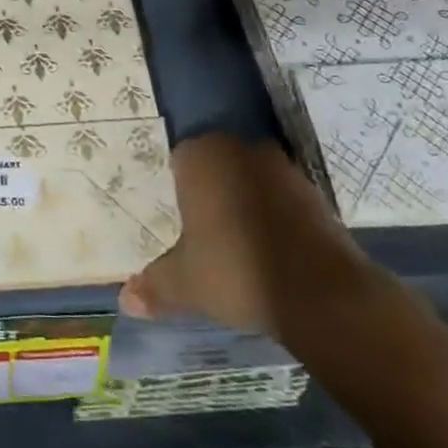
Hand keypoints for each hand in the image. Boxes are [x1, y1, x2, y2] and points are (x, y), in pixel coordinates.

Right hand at [119, 132, 367, 337]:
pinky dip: (275, 215)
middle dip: (211, 190)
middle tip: (201, 228)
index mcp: (200, 155)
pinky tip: (270, 248)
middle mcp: (239, 148)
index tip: (176, 215)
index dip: (177, 187)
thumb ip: (154, 286)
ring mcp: (281, 167)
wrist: (321, 292)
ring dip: (245, 201)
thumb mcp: (185, 284)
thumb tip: (125, 299)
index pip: (179, 159)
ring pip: (251, 178)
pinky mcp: (315, 191)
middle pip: (217, 163)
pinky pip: (282, 197)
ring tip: (236, 241)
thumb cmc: (236, 271)